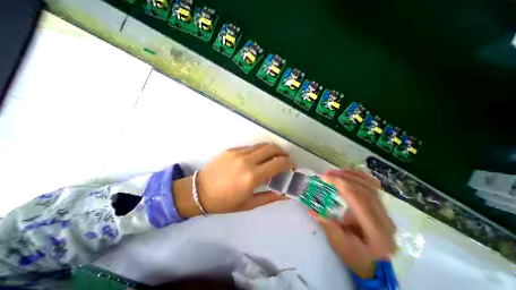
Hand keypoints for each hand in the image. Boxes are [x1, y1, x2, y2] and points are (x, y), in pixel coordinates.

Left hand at [172, 143, 293, 216]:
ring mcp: (238, 152)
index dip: (289, 163)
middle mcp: (247, 160)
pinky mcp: (232, 149)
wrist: (199, 191)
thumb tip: (286, 194)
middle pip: (272, 149)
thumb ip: (271, 197)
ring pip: (262, 145)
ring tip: (274, 158)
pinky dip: (260, 151)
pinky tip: (258, 158)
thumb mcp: (250, 203)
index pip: (278, 163)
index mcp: (252, 176)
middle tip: (285, 160)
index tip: (292, 167)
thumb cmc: (225, 202)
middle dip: (283, 153)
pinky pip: (251, 147)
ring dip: (272, 150)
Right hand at [310, 170, 397, 278]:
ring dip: (350, 175)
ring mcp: (386, 212)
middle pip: (365, 190)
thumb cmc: (354, 254)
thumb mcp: (338, 243)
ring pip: (370, 185)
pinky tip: (346, 173)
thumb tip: (312, 209)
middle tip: (326, 174)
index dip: (342, 185)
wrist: (372, 261)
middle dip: (344, 178)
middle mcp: (386, 220)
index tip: (325, 178)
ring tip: (334, 172)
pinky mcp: (382, 206)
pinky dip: (358, 176)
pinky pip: (372, 185)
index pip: (360, 200)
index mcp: (376, 233)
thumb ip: (327, 224)